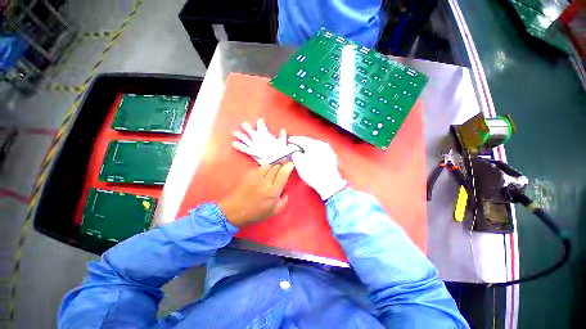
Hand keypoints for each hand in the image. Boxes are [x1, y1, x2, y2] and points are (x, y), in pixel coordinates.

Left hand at [218, 163, 294, 226]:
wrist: (235, 210)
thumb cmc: (256, 213)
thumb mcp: (274, 211)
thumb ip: (284, 199)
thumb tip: (286, 189)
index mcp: (273, 191)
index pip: (283, 173)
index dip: (289, 166)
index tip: (291, 164)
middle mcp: (265, 181)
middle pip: (277, 167)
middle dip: (282, 165)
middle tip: (284, 167)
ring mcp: (256, 176)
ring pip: (269, 165)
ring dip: (274, 166)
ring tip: (274, 170)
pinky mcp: (249, 174)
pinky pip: (260, 167)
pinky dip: (265, 168)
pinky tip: (265, 173)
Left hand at [232, 118, 288, 164]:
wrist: (277, 160)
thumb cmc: (281, 151)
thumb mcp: (283, 142)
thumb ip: (282, 136)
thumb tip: (283, 130)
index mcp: (266, 135)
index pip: (262, 127)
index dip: (260, 123)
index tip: (260, 120)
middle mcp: (259, 139)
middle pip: (252, 132)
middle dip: (248, 128)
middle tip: (244, 124)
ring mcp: (255, 146)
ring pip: (246, 139)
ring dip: (241, 136)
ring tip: (235, 133)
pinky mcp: (253, 152)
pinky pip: (245, 149)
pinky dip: (239, 147)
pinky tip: (234, 144)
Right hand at [288, 136, 346, 199]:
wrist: (329, 182)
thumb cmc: (312, 172)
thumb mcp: (298, 163)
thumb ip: (295, 154)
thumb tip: (296, 152)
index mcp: (313, 144)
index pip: (301, 139)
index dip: (293, 140)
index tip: (288, 140)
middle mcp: (321, 144)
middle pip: (309, 141)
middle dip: (301, 143)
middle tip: (295, 145)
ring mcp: (328, 149)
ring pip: (315, 146)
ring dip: (308, 147)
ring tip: (303, 150)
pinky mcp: (331, 156)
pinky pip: (320, 150)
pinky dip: (314, 152)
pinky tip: (312, 156)